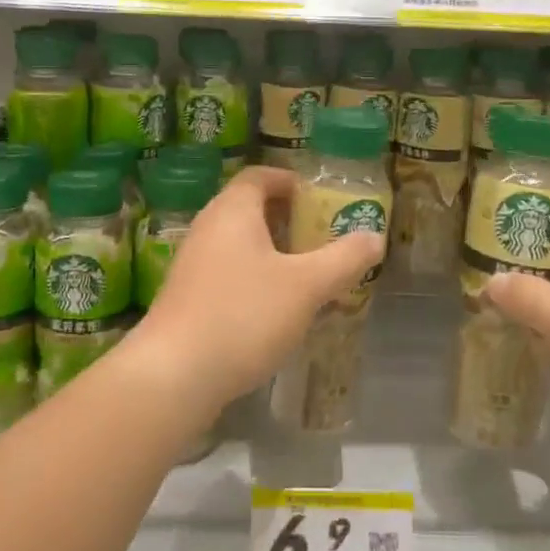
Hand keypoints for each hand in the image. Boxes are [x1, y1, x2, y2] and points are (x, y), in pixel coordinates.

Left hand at [132, 166, 384, 414]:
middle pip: (250, 208)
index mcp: (233, 210)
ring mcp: (193, 263)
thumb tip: (374, 236)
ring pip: (240, 244)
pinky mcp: (187, 297)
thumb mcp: (306, 286)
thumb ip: (343, 259)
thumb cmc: (244, 315)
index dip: (292, 182)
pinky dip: (255, 279)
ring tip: (308, 276)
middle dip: (289, 220)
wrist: (174, 374)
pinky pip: (228, 273)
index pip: (261, 176)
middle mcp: (208, 227)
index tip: (321, 200)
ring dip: (273, 253)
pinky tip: (276, 310)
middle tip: (323, 239)